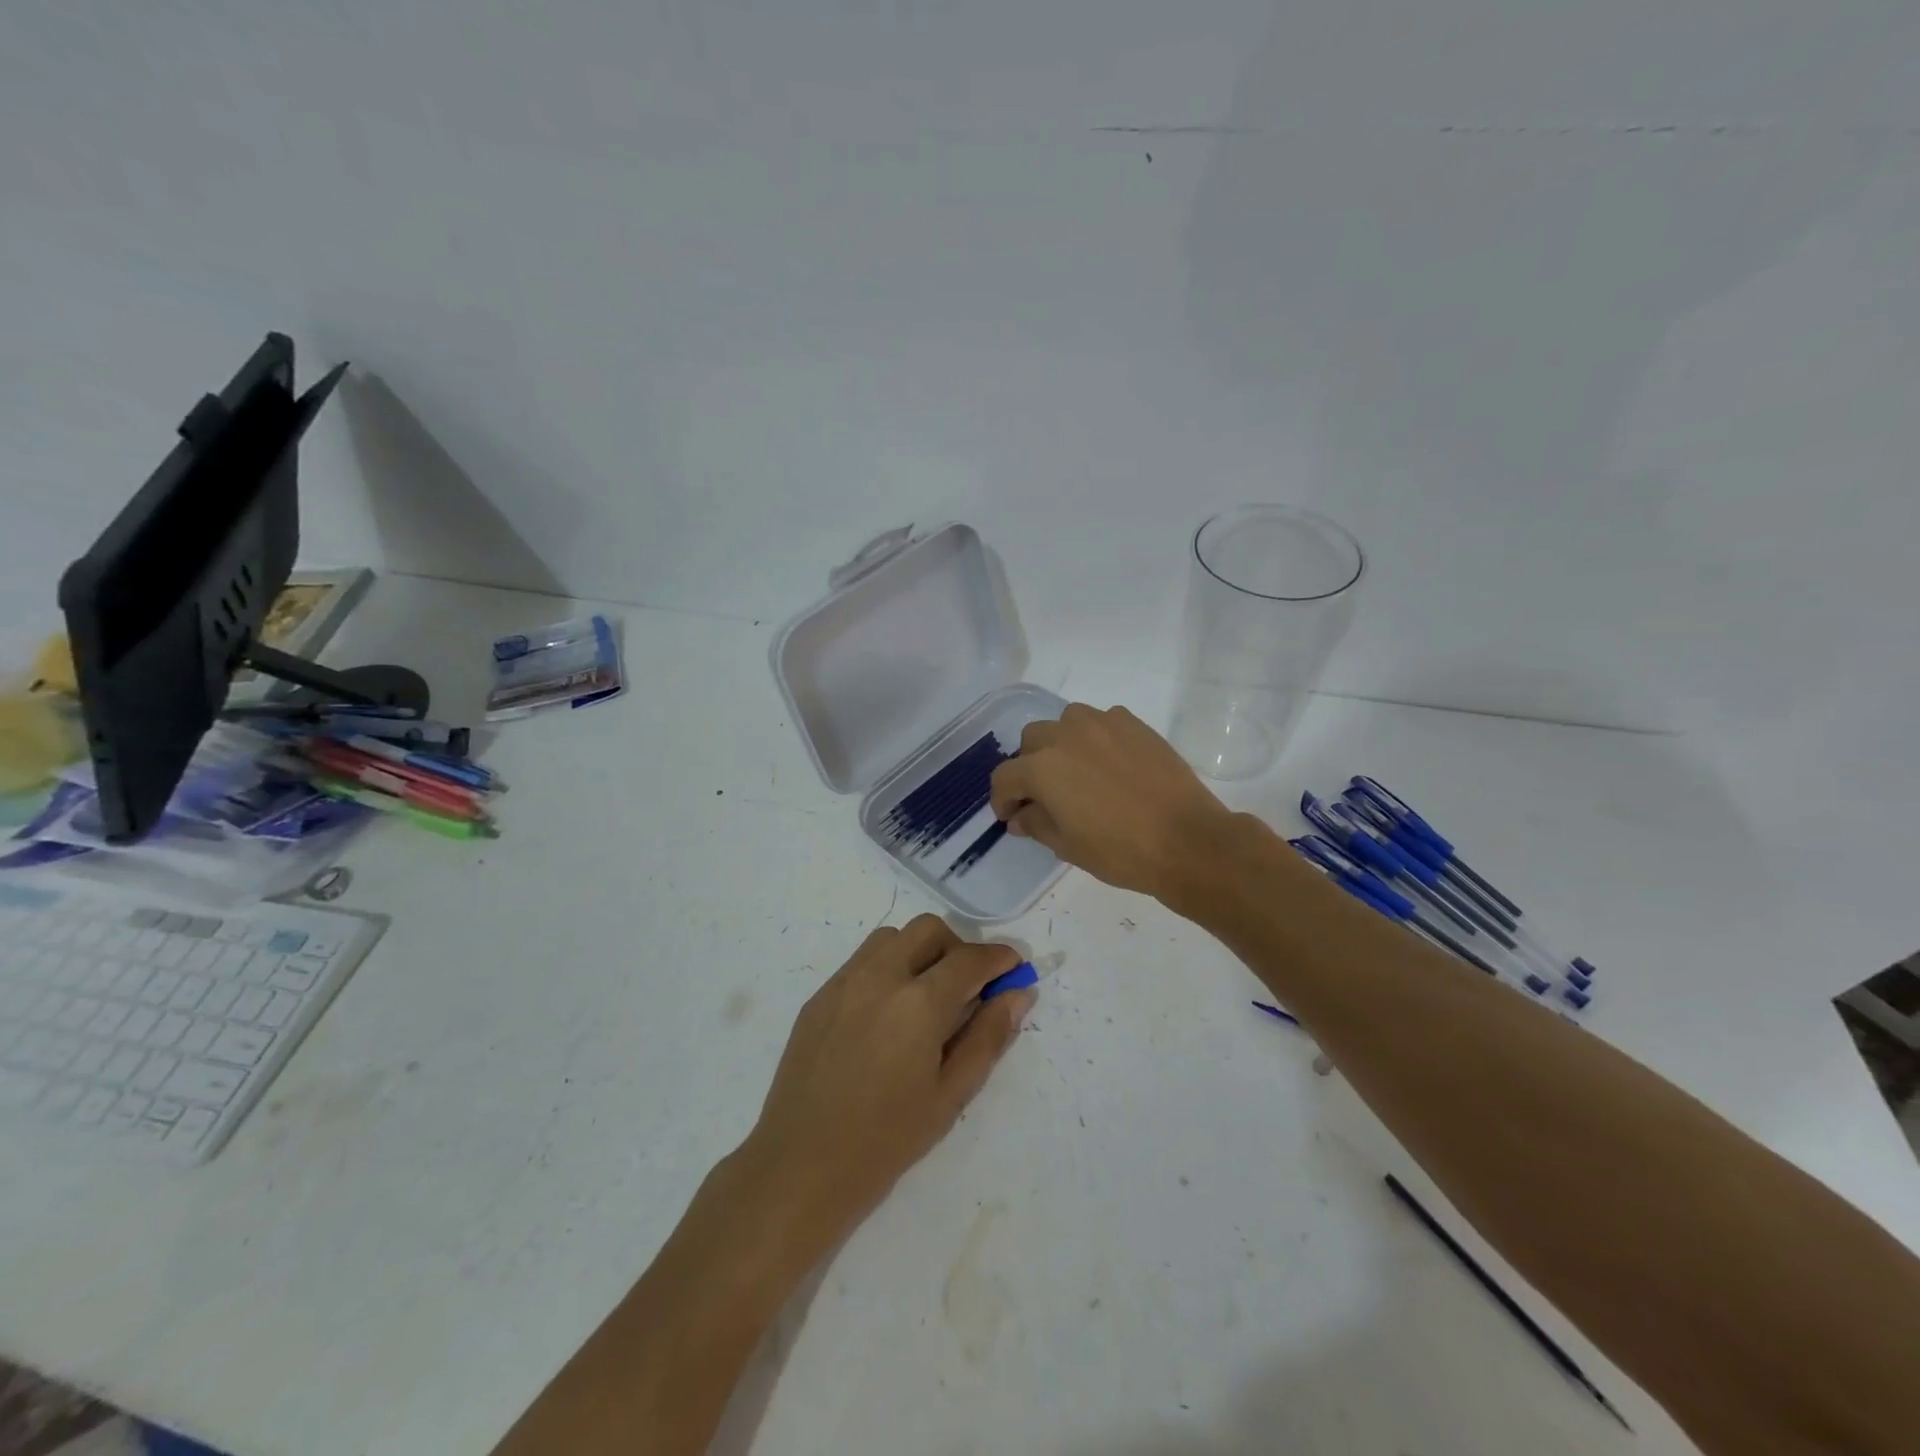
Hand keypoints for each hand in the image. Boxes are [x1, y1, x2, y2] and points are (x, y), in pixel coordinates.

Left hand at [741, 915, 1034, 1250]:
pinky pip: (862, 961)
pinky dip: (888, 968)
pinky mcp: (819, 995)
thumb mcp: (950, 1095)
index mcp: (919, 1002)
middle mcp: (881, 975)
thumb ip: (988, 1036)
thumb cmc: (886, 1140)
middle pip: (929, 930)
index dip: (999, 959)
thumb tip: (1019, 993)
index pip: (970, 959)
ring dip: (920, 952)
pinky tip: (888, 1015)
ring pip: (892, 938)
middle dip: (958, 948)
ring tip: (926, 999)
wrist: (800, 1167)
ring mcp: (844, 981)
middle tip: (969, 988)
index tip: (1015, 969)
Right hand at [988, 703, 1236, 904]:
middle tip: (1043, 794)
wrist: (1187, 840)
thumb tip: (1019, 816)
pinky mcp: (1133, 723)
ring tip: (1075, 770)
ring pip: (1065, 722)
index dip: (1002, 799)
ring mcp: (1103, 724)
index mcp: (1043, 768)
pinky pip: (1102, 721)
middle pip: (1031, 740)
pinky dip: (1095, 737)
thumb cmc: (1121, 851)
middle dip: (1029, 766)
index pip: (1005, 777)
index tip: (1010, 816)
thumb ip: (1036, 824)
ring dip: (1060, 743)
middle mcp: (1067, 735)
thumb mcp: (1068, 846)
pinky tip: (1108, 763)